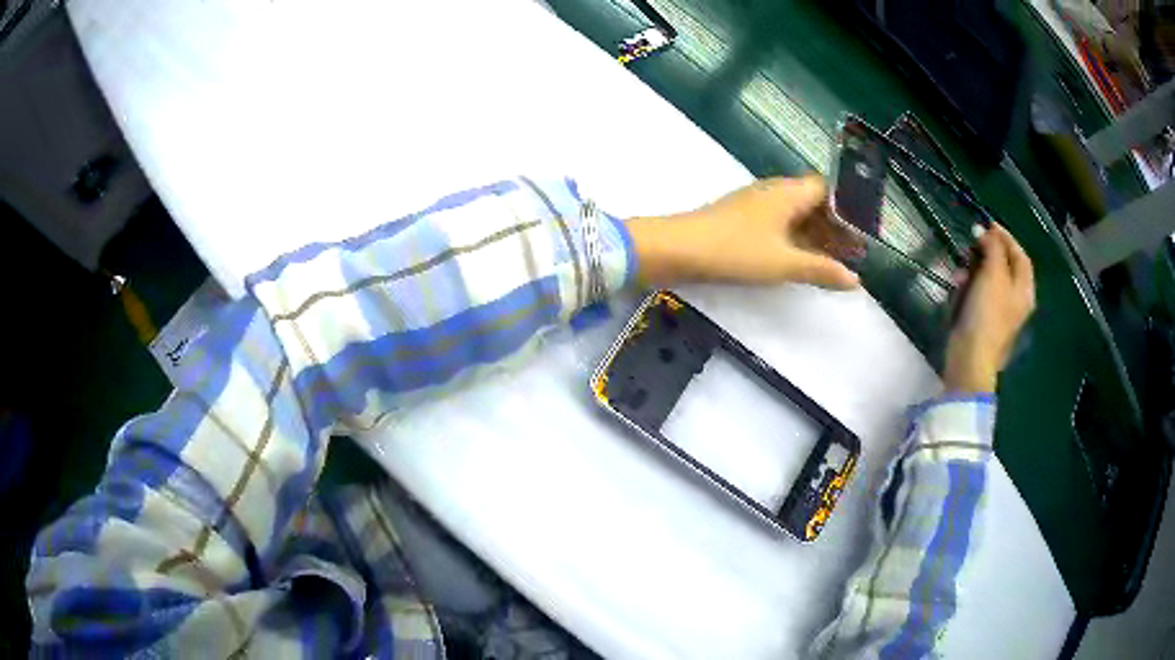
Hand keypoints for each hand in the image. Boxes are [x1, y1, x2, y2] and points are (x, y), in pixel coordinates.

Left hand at [625, 175, 861, 288]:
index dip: (848, 208)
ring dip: (815, 234)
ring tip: (834, 260)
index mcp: (788, 193)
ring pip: (795, 214)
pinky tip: (801, 259)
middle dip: (835, 225)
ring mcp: (755, 204)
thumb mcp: (784, 263)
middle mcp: (774, 192)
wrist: (677, 249)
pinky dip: (795, 239)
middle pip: (813, 202)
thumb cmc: (735, 251)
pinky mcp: (741, 220)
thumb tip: (856, 280)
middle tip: (854, 252)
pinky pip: (778, 224)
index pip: (827, 189)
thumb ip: (821, 269)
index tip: (864, 231)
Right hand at [943, 224, 1035, 393]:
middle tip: (972, 242)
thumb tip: (985, 231)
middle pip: (1004, 266)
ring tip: (961, 267)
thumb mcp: (993, 274)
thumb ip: (992, 248)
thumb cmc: (987, 314)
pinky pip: (977, 294)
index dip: (1006, 237)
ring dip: (974, 268)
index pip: (1020, 255)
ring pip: (988, 279)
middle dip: (987, 252)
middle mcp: (1015, 300)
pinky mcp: (982, 321)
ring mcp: (999, 312)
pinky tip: (957, 285)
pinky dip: (968, 286)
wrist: (970, 358)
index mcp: (1024, 290)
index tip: (987, 224)